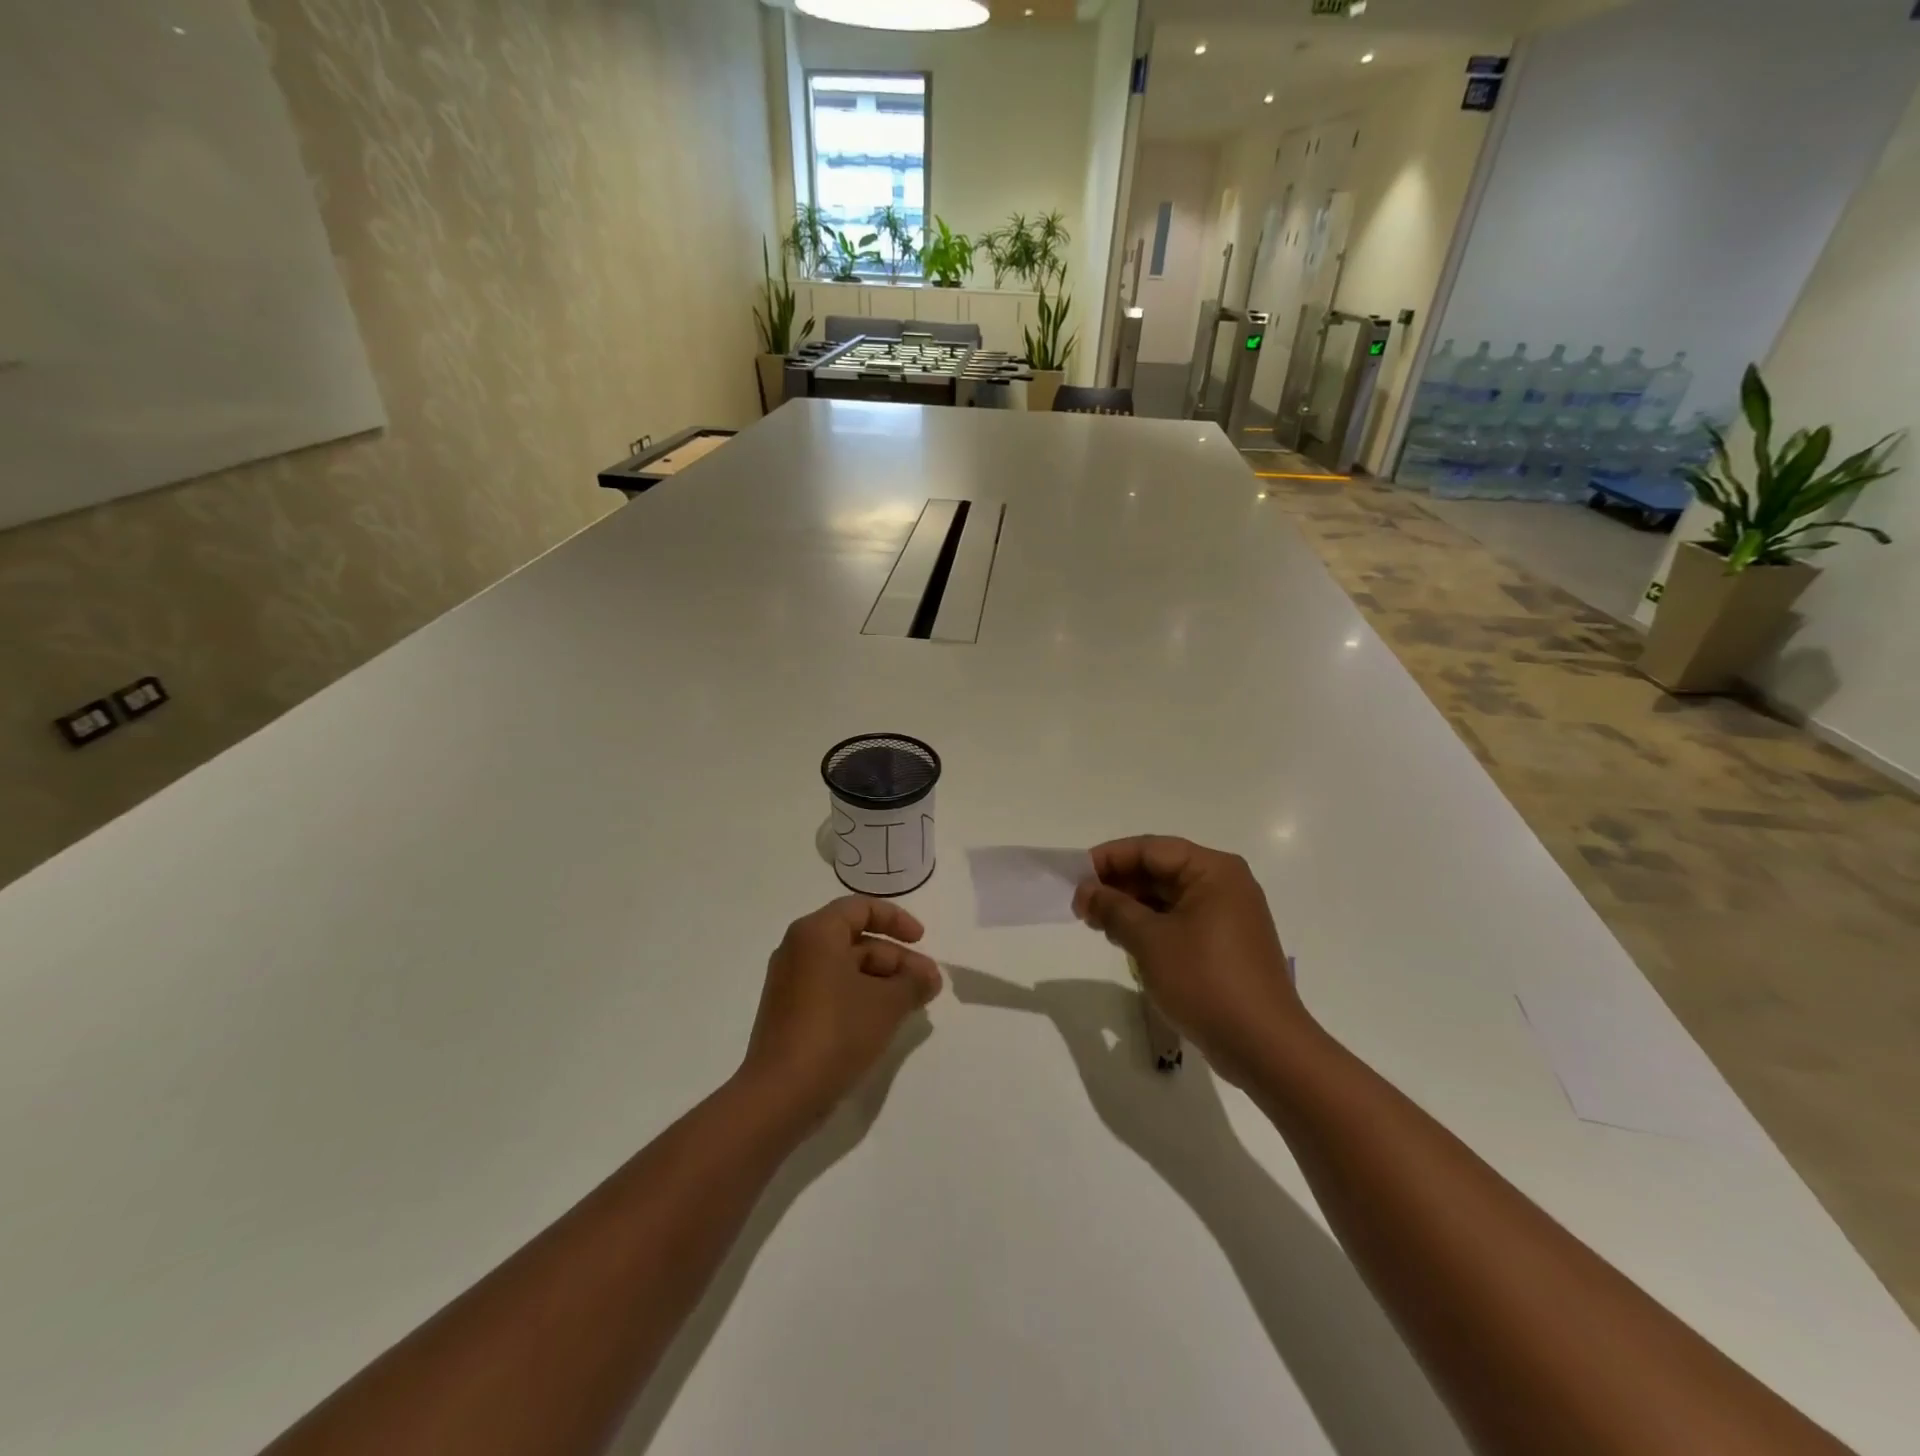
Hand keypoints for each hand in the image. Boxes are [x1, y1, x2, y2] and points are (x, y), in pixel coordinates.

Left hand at [740, 897, 943, 1125]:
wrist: (780, 1095)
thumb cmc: (836, 1032)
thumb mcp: (887, 1004)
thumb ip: (914, 982)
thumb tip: (929, 976)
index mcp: (816, 933)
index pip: (861, 907)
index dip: (896, 919)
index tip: (921, 940)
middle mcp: (798, 949)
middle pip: (855, 939)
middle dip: (896, 959)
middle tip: (927, 984)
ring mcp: (789, 982)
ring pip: (844, 967)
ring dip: (881, 980)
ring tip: (912, 1006)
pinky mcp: (788, 1012)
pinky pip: (830, 989)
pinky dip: (859, 996)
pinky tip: (883, 1020)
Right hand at [1072, 836, 1307, 1086]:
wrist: (1264, 1047)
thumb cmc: (1205, 981)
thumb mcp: (1149, 941)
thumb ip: (1112, 908)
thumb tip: (1084, 891)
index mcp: (1213, 870)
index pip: (1151, 849)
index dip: (1109, 858)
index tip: (1074, 876)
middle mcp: (1225, 884)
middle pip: (1161, 869)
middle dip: (1118, 884)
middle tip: (1081, 904)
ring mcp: (1228, 915)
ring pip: (1169, 897)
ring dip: (1131, 906)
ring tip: (1097, 923)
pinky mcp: (1226, 944)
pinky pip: (1181, 920)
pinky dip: (1151, 925)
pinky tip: (1125, 940)